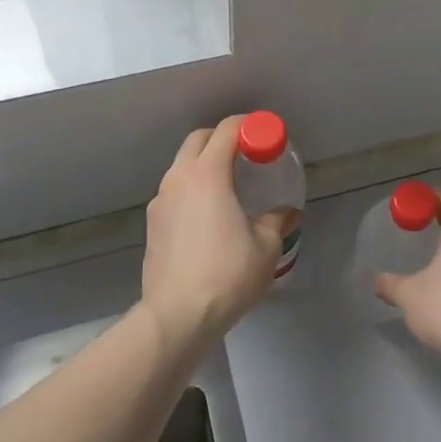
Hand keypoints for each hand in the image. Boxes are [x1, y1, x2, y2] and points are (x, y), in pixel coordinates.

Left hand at [142, 115, 289, 348]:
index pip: (227, 130)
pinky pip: (174, 191)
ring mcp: (160, 200)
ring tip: (228, 185)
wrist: (177, 316)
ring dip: (204, 163)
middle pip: (199, 140)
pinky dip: (192, 189)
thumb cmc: (227, 274)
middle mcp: (179, 178)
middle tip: (246, 154)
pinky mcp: (151, 223)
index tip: (266, 135)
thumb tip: (288, 214)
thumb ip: (276, 222)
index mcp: (208, 173)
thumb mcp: (265, 247)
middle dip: (222, 138)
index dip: (249, 125)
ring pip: (182, 165)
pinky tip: (207, 214)